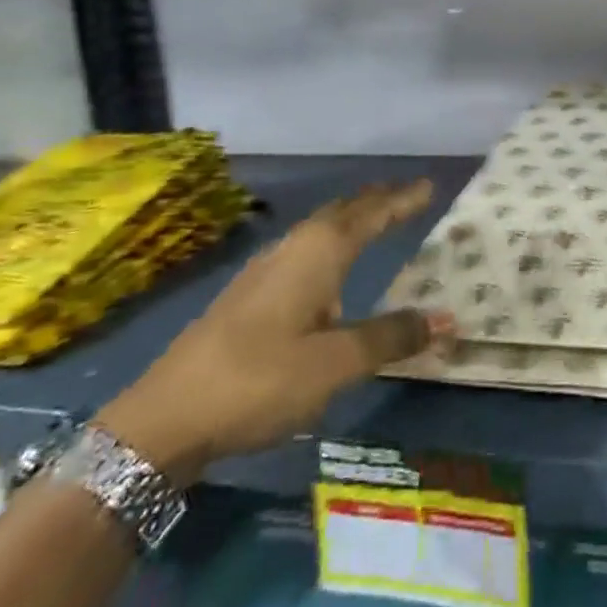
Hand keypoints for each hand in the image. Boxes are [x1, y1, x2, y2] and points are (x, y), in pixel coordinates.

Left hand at [98, 181, 446, 483]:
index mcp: (318, 253)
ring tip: (376, 224)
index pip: (371, 213)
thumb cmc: (259, 381)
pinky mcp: (247, 297)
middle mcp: (293, 250)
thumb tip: (446, 318)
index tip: (429, 186)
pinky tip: (329, 274)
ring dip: (351, 222)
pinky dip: (331, 247)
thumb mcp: (335, 364)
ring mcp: (264, 272)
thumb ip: (391, 337)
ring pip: (320, 232)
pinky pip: (305, 253)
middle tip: (408, 197)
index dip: (402, 200)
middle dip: (376, 202)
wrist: (161, 420)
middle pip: (342, 213)